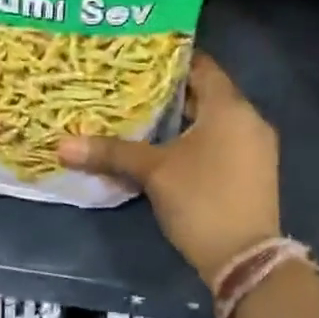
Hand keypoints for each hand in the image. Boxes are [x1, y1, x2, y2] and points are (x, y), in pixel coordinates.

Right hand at [58, 51, 279, 285]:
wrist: (245, 259)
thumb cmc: (201, 200)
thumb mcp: (153, 172)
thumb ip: (111, 152)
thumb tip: (62, 145)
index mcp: (230, 107)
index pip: (201, 66)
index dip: (170, 60)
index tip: (138, 59)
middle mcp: (249, 119)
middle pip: (206, 94)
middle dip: (169, 93)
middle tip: (130, 88)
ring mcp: (256, 147)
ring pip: (214, 121)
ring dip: (182, 119)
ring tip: (142, 117)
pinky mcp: (254, 171)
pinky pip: (223, 141)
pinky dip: (197, 139)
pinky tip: (167, 149)